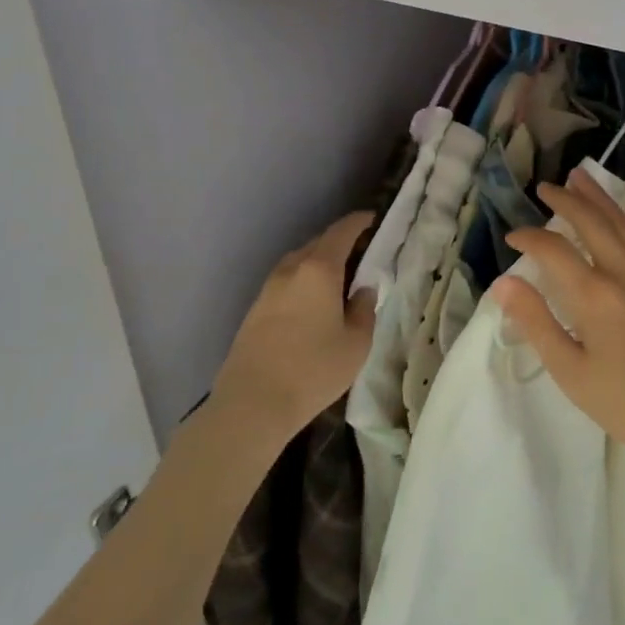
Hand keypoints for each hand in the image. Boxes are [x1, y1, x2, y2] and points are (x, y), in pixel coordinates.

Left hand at [211, 211, 376, 444]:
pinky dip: (303, 281)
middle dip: (340, 242)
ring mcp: (268, 289)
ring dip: (319, 263)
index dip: (359, 222)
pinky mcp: (255, 309)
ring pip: (299, 262)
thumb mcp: (356, 343)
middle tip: (361, 254)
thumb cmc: (313, 370)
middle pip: (319, 243)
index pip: (342, 231)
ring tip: (338, 279)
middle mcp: (291, 269)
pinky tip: (312, 303)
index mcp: (319, 269)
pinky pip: (286, 282)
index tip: (373, 220)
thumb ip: (364, 310)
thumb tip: (363, 291)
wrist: (251, 404)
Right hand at [496, 169, 624, 471]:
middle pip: (590, 222)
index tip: (513, 237)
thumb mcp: (573, 374)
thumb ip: (537, 324)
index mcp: (594, 296)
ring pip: (623, 221)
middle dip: (564, 201)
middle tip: (545, 188)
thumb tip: (504, 284)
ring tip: (579, 175)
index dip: (529, 238)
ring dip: (599, 196)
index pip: (553, 250)